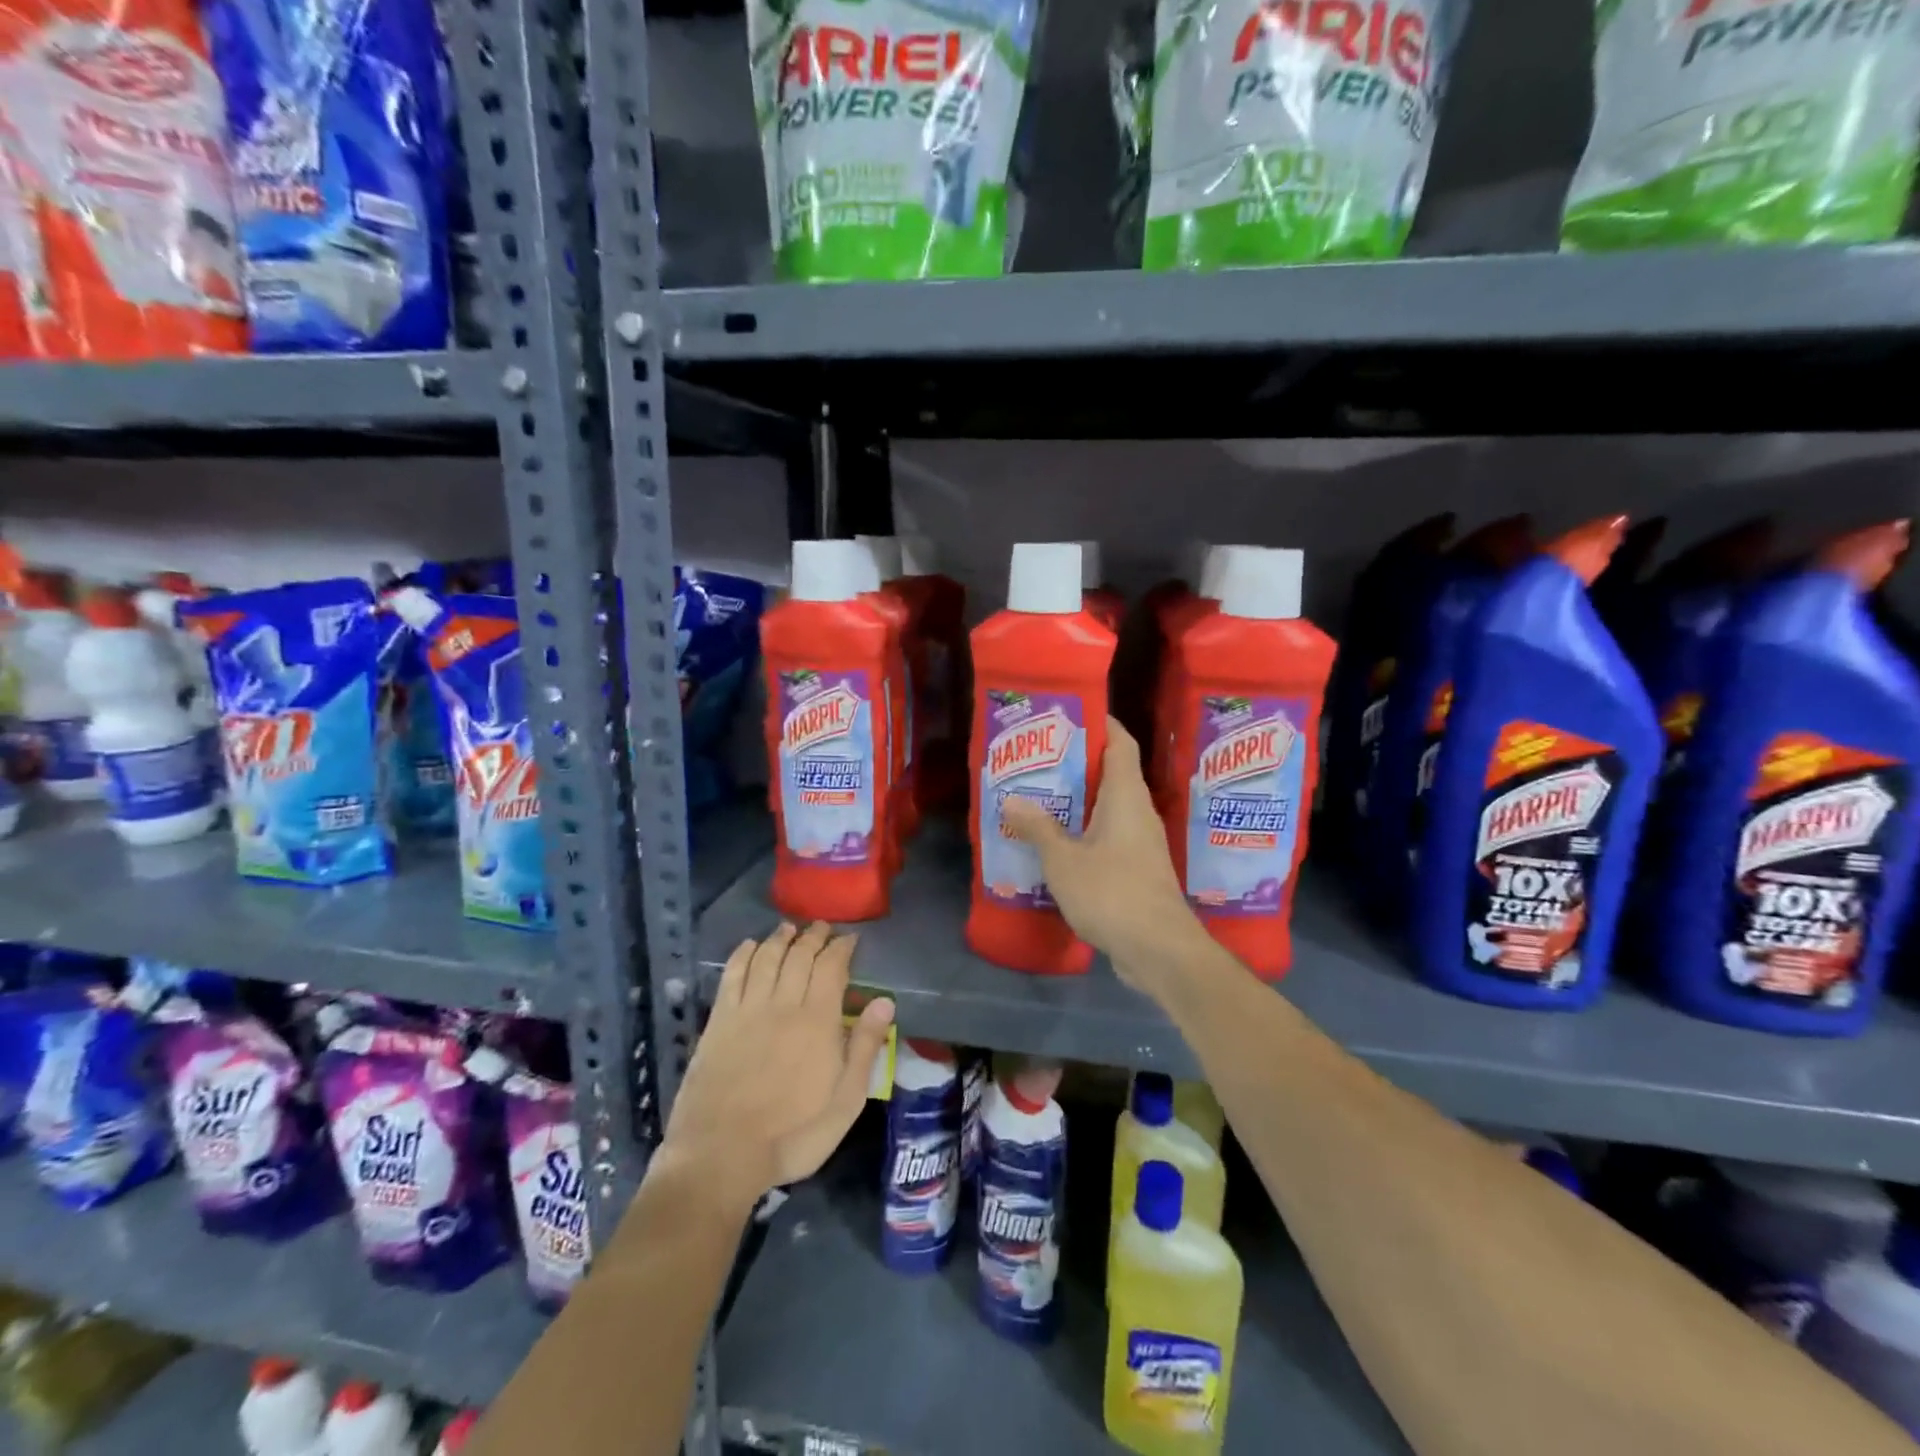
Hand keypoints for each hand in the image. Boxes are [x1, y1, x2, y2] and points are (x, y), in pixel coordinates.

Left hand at [660, 922, 894, 1213]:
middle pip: (800, 955)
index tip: (850, 938)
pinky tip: (750, 946)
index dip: (842, 947)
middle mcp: (784, 1003)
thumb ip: (865, 1047)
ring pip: (767, 958)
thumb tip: (884, 1002)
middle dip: (814, 936)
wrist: (721, 1154)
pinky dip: (743, 954)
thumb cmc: (793, 1134)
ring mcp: (747, 1010)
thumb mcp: (846, 1100)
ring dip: (780, 938)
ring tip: (790, 928)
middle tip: (822, 927)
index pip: (832, 967)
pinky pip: (732, 975)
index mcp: (819, 1020)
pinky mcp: (718, 1021)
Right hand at [1000, 717, 1205, 997]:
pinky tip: (1056, 843)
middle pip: (1113, 774)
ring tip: (1040, 796)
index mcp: (1126, 797)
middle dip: (1078, 763)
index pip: (1121, 743)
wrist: (1160, 950)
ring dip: (1079, 801)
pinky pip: (1109, 837)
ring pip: (1109, 808)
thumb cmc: (1113, 893)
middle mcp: (1138, 813)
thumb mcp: (1064, 860)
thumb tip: (1012, 799)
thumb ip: (1038, 828)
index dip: (1101, 723)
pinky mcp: (1138, 870)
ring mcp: (1141, 843)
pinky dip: (1084, 831)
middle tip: (1039, 758)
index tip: (1070, 715)